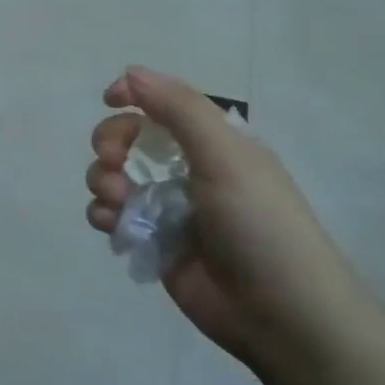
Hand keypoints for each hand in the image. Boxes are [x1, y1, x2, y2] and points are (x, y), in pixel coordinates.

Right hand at [84, 66, 358, 366]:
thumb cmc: (258, 224)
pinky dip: (105, 216)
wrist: (280, 313)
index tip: (109, 99)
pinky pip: (113, 217)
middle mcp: (188, 169)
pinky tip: (114, 227)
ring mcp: (168, 208)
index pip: (165, 103)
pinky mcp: (153, 243)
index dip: (135, 95)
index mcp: (214, 141)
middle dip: (111, 142)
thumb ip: (179, 108)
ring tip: (118, 203)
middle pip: (130, 138)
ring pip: (114, 177)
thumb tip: (131, 71)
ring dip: (104, 181)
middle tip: (113, 160)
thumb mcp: (226, 155)